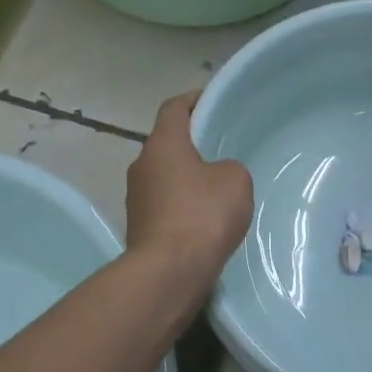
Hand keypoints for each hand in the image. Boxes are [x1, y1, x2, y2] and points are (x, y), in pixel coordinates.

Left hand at [126, 92, 252, 281]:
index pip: (174, 108)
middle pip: (167, 143)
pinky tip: (203, 219)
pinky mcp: (138, 226)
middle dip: (191, 143)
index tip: (211, 100)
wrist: (168, 271)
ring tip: (215, 186)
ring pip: (164, 175)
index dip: (193, 100)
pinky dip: (180, 204)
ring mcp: (136, 197)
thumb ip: (228, 167)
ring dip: (185, 177)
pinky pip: (163, 204)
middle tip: (220, 147)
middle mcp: (142, 164)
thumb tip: (215, 176)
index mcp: (162, 144)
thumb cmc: (202, 215)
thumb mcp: (235, 180)